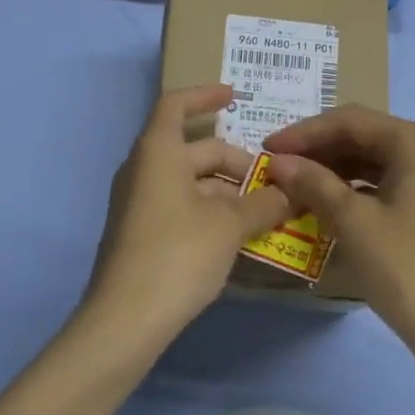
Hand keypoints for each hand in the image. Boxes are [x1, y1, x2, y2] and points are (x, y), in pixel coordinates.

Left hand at [84, 85, 290, 341]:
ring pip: (191, 183)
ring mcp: (139, 203)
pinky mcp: (141, 234)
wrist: (125, 320)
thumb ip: (263, 204)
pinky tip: (240, 235)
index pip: (177, 105)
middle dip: (237, 163)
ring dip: (228, 192)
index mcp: (158, 152)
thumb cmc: (178, 254)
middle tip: (275, 183)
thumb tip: (289, 193)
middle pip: (194, 150)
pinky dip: (211, 212)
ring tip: (267, 211)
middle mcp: (143, 170)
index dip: (205, 95)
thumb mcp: (229, 226)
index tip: (236, 96)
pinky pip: (181, 207)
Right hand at [263, 106, 414, 351]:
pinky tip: (321, 200)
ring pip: (367, 158)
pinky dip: (347, 186)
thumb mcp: (352, 220)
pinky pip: (377, 180)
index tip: (267, 147)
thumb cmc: (403, 265)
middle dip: (316, 149)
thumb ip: (313, 182)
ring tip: (292, 183)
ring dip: (329, 168)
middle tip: (276, 165)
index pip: (349, 121)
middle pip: (359, 135)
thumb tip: (277, 161)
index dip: (304, 133)